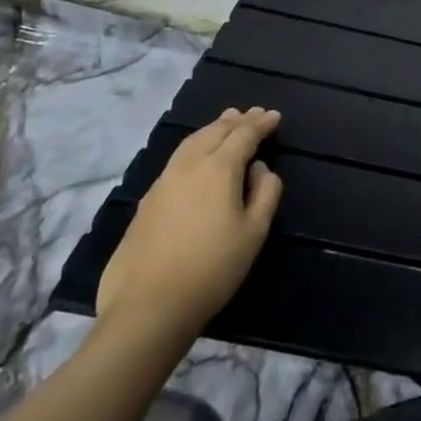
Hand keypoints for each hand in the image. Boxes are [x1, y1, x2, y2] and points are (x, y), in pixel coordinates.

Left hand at [97, 107, 283, 339]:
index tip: (274, 116)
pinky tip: (197, 157)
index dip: (260, 124)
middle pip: (214, 133)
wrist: (149, 307)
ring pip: (190, 143)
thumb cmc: (213, 268)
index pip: (243, 135)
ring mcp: (162, 184)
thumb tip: (259, 169)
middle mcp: (187, 167)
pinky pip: (176, 160)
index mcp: (218, 169)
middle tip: (252, 113)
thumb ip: (265, 193)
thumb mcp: (254, 232)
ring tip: (225, 123)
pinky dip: (194, 147)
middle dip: (235, 121)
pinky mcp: (146, 203)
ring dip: (212, 130)